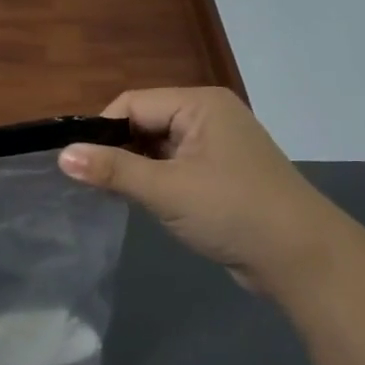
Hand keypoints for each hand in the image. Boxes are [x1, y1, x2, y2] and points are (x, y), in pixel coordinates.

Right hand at [58, 88, 344, 291]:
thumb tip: (61, 155)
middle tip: (92, 184)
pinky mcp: (219, 174)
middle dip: (116, 151)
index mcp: (199, 104)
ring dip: (133, 169)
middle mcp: (207, 116)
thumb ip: (112, 170)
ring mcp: (215, 146)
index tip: (79, 165)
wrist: (303, 260)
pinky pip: (172, 166)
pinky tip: (139, 202)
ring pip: (155, 147)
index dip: (102, 131)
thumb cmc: (233, 212)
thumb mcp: (166, 190)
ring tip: (110, 195)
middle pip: (142, 123)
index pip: (131, 104)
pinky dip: (152, 181)